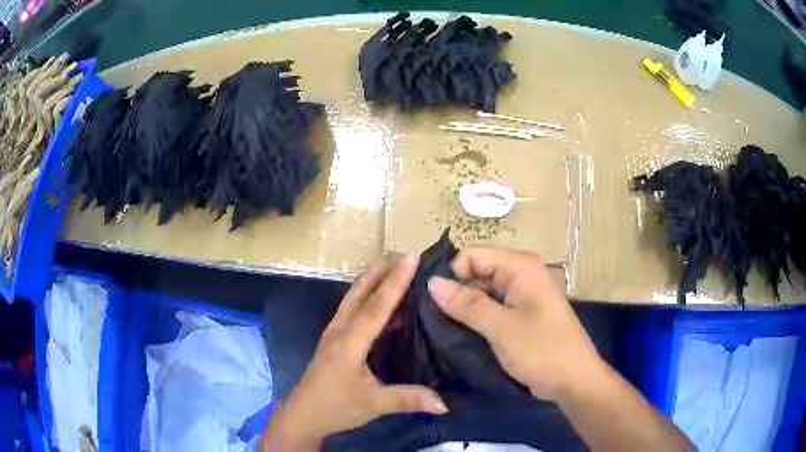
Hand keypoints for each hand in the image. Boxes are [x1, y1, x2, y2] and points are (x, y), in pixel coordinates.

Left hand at [263, 254, 447, 450]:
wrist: (304, 414)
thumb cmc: (336, 408)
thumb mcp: (373, 405)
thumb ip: (408, 399)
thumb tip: (445, 404)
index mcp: (349, 343)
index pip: (376, 306)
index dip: (396, 281)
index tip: (412, 257)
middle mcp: (340, 330)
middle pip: (360, 291)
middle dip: (381, 269)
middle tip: (406, 253)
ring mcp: (334, 332)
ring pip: (354, 297)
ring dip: (374, 279)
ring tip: (397, 267)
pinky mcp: (335, 338)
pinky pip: (353, 309)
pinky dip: (370, 297)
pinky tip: (386, 302)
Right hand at [427, 247, 603, 400]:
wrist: (573, 380)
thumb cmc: (543, 350)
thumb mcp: (502, 328)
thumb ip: (467, 304)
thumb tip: (432, 282)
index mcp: (521, 268)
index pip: (473, 255)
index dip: (452, 273)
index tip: (430, 299)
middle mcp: (520, 275)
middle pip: (477, 271)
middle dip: (455, 291)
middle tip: (428, 316)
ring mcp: (520, 295)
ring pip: (481, 291)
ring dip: (462, 307)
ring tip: (437, 326)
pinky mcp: (519, 315)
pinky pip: (490, 307)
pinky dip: (474, 318)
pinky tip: (456, 332)